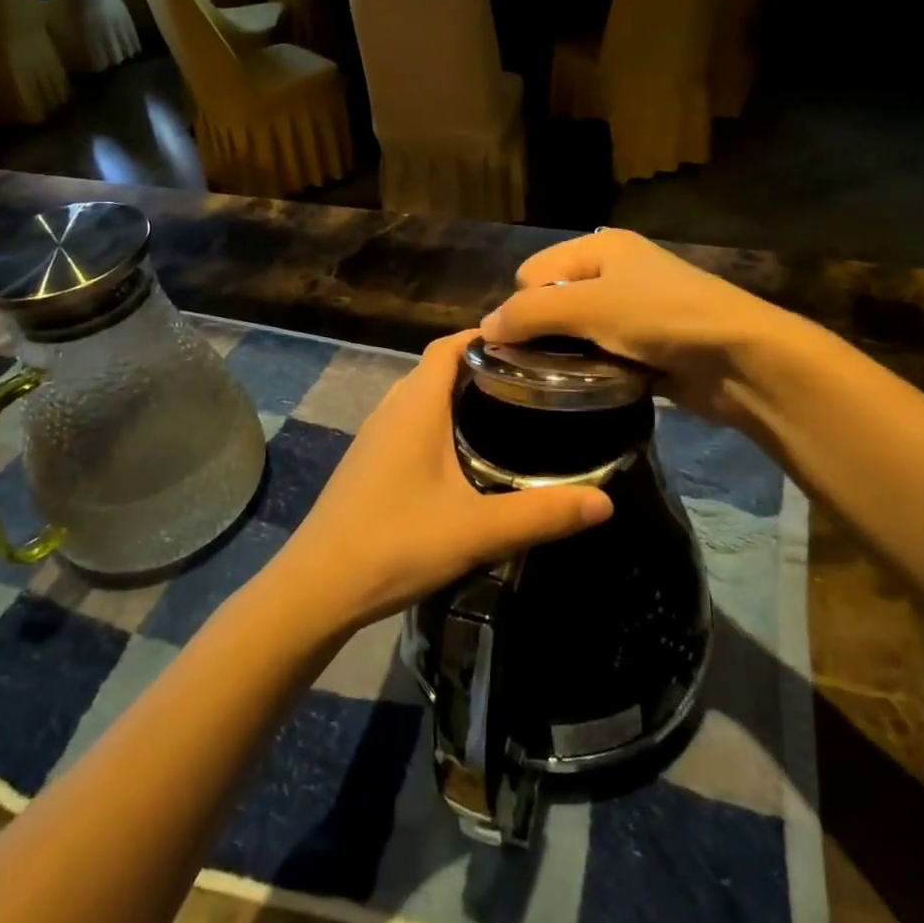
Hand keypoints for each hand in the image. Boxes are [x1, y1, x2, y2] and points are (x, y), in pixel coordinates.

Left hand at [265, 331, 612, 635]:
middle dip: (483, 366)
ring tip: (510, 413)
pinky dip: (441, 421)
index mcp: (416, 404)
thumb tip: (606, 502)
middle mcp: (393, 407)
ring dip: (460, 395)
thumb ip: (543, 514)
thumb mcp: (478, 530)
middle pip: (439, 367)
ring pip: (423, 396)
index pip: (450, 345)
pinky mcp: (369, 461)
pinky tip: (466, 456)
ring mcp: (376, 435)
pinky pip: (411, 421)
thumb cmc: (396, 543)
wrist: (317, 587)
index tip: (532, 344)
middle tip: (534, 382)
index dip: (487, 336)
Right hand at [479, 228, 788, 423]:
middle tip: (539, 365)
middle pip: (552, 299)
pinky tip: (590, 385)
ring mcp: (632, 309)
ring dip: (567, 353)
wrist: (740, 357)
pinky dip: (592, 367)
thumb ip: (532, 313)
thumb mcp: (590, 307)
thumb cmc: (661, 318)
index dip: (522, 305)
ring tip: (562, 379)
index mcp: (599, 248)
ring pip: (576, 330)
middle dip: (542, 330)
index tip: (523, 341)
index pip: (533, 271)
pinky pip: (600, 352)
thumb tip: (483, 328)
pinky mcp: (645, 344)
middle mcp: (613, 271)